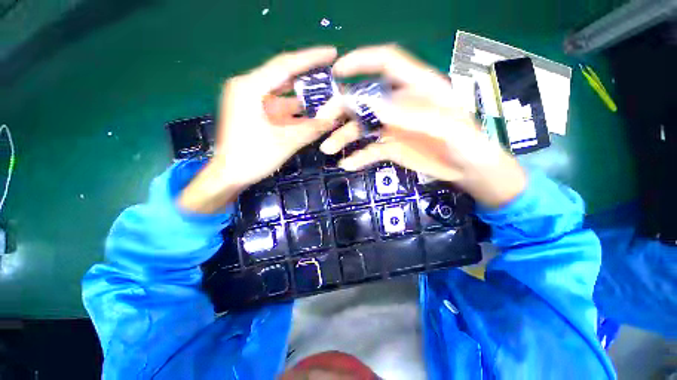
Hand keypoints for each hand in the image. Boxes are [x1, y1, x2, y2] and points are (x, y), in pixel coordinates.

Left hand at [179, 47, 340, 213]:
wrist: (229, 175)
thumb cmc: (252, 158)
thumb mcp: (285, 143)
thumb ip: (310, 129)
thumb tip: (333, 120)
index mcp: (250, 88)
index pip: (285, 65)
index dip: (310, 58)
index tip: (332, 53)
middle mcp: (249, 88)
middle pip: (284, 76)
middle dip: (309, 75)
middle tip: (332, 74)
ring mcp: (251, 101)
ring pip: (283, 93)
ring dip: (304, 95)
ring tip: (327, 93)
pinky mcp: (254, 113)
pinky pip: (279, 106)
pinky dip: (295, 109)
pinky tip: (311, 112)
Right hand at [321, 45, 525, 207]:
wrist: (469, 171)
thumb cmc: (468, 145)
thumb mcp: (447, 127)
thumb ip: (413, 115)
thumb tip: (373, 106)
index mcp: (419, 87)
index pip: (387, 62)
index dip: (362, 61)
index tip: (337, 72)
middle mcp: (401, 104)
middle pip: (365, 99)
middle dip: (342, 109)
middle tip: (323, 122)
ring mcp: (394, 127)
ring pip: (363, 127)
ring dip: (344, 136)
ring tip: (328, 149)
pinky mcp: (392, 147)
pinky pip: (370, 150)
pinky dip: (358, 156)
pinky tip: (347, 164)